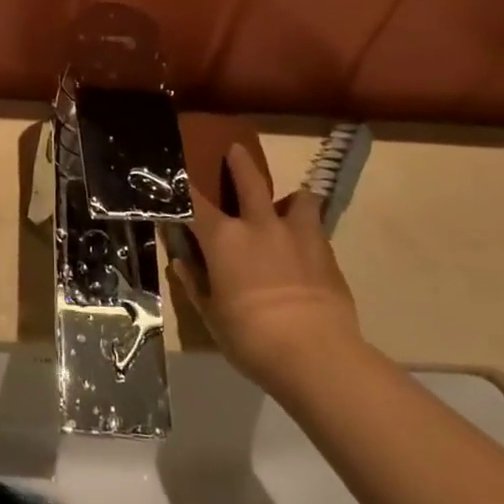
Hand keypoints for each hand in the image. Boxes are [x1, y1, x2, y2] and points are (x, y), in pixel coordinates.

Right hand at [174, 144, 363, 384]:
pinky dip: (308, 230)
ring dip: (290, 199)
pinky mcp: (327, 253)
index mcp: (223, 238)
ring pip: (298, 198)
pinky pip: (316, 228)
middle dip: (239, 163)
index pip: (194, 203)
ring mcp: (297, 235)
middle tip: (235, 149)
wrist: (316, 355)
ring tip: (288, 206)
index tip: (176, 179)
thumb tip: (182, 262)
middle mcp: (258, 225)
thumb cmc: (251, 337)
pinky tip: (306, 247)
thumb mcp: (211, 315)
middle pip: (249, 181)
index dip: (183, 189)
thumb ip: (195, 284)